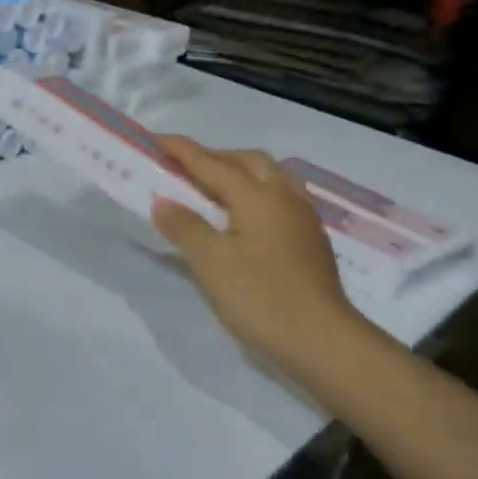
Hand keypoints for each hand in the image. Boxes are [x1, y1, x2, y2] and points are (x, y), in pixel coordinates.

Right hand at [151, 135, 361, 369]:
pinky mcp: (311, 238)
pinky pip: (281, 196)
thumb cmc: (259, 297)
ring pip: (270, 176)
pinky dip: (257, 191)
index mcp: (257, 196)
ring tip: (215, 188)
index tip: (156, 139)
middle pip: (247, 161)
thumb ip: (185, 227)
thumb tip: (163, 200)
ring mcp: (303, 217)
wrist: (320, 339)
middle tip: (184, 167)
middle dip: (214, 156)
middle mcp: (284, 197)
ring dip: (240, 171)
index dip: (182, 151)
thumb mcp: (210, 263)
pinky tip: (246, 215)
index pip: (212, 164)